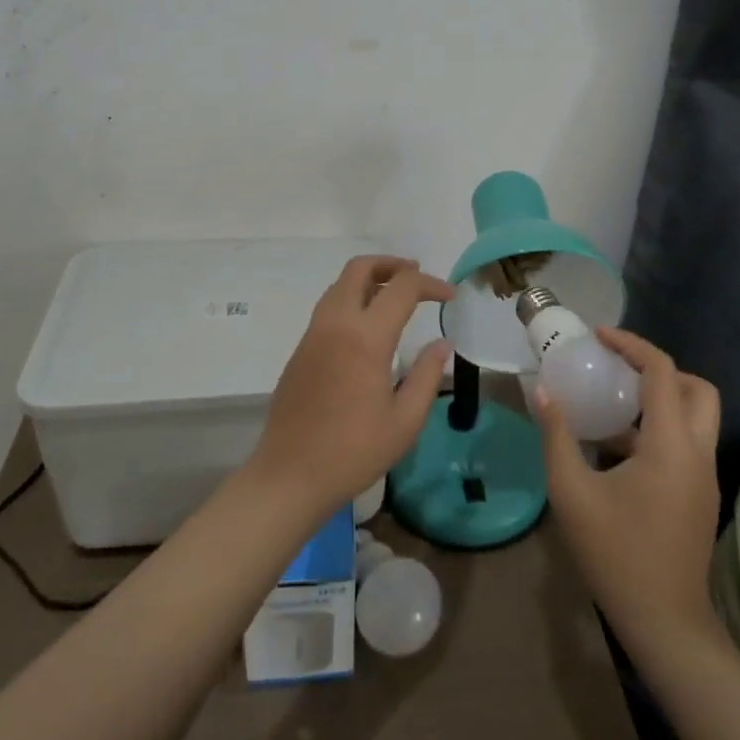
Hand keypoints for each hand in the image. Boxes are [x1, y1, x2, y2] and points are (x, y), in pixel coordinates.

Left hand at [246, 255, 453, 518]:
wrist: (289, 475)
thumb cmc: (353, 452)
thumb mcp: (405, 421)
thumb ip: (428, 376)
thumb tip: (442, 344)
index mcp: (365, 337)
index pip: (402, 288)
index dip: (430, 284)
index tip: (450, 296)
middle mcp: (336, 323)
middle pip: (360, 268)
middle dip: (391, 264)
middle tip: (416, 276)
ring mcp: (313, 334)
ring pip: (340, 284)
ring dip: (369, 278)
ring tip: (394, 295)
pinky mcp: (300, 349)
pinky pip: (328, 307)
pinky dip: (352, 298)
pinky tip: (367, 326)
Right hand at [539, 328, 721, 650]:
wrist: (665, 624)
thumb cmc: (616, 554)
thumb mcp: (572, 492)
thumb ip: (557, 436)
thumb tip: (542, 391)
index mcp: (671, 444)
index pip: (662, 372)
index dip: (631, 345)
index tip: (599, 336)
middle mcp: (698, 453)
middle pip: (697, 389)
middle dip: (659, 370)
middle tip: (618, 369)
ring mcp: (704, 476)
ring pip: (696, 417)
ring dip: (659, 400)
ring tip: (610, 404)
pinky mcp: (701, 496)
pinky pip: (686, 443)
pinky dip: (658, 429)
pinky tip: (616, 449)